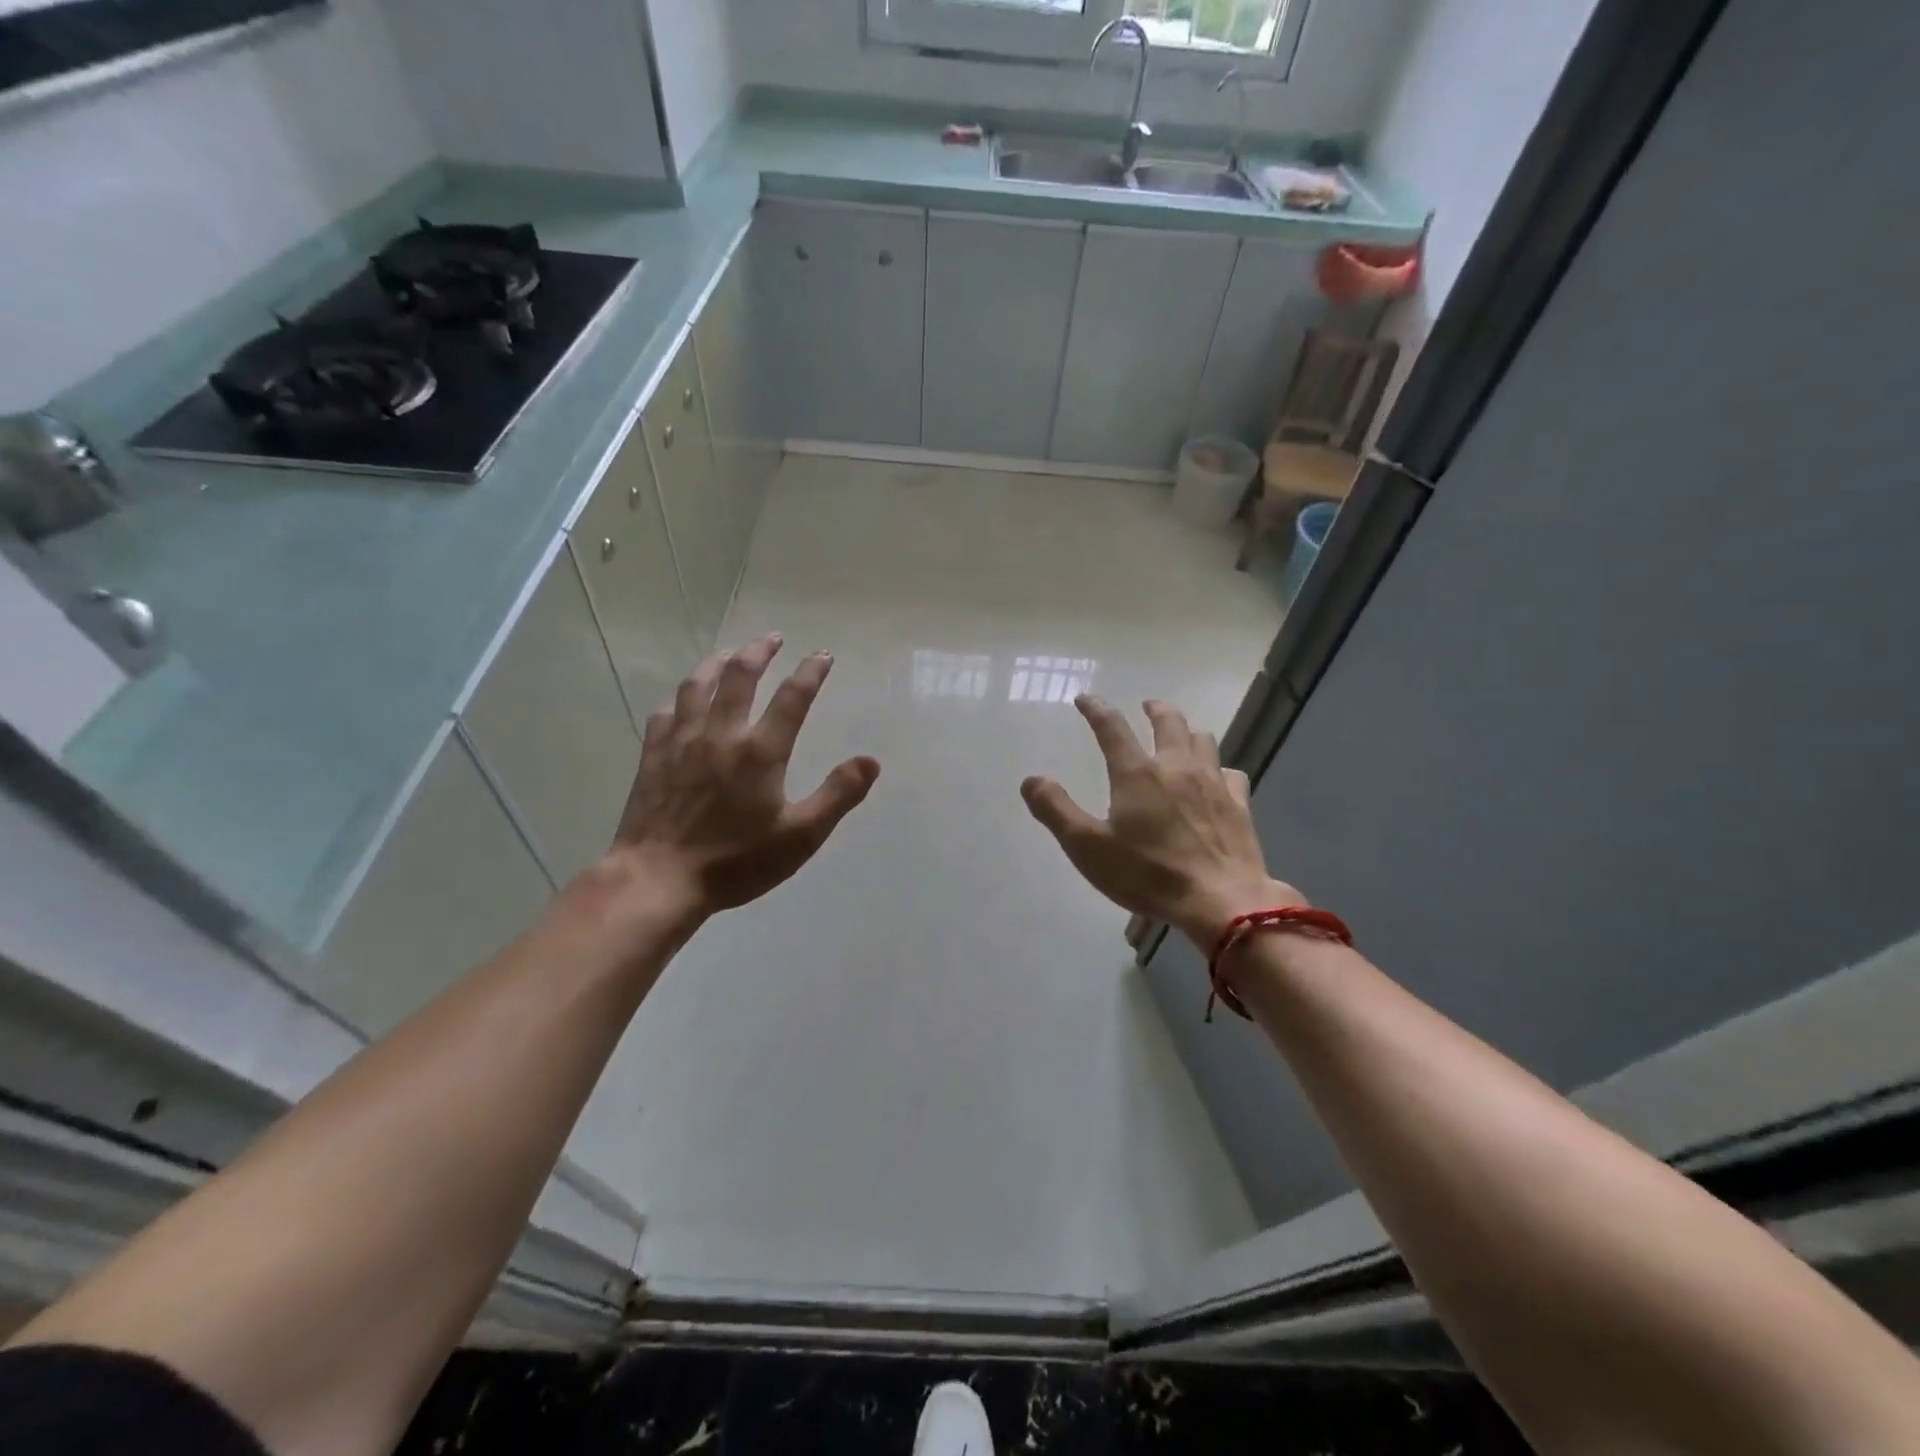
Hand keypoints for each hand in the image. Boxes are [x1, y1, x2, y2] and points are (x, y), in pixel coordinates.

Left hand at [610, 634, 879, 917]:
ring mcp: (682, 742)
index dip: (811, 672)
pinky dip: (680, 699)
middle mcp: (721, 733)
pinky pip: (666, 714)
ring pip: (697, 685)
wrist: (659, 879)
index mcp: (761, 751)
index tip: (822, 655)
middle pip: (739, 676)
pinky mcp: (653, 756)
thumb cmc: (736, 861)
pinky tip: (683, 702)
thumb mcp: (801, 836)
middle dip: (759, 652)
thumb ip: (838, 795)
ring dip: (716, 663)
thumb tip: (871, 761)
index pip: (792, 697)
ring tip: (729, 654)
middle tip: (772, 639)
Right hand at [1021, 696, 1300, 947]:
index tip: (1085, 699)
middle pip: (1168, 722)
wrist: (1220, 900)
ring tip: (1180, 736)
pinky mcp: (1239, 804)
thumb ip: (1056, 810)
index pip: (1111, 727)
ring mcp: (1213, 783)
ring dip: (1188, 731)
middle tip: (1146, 706)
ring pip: (1203, 740)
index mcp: (1136, 773)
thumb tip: (1031, 779)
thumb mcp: (1087, 847)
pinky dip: (1219, 768)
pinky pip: (1230, 773)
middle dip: (1154, 709)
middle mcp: (1176, 766)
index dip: (1096, 709)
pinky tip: (1216, 779)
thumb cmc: (1148, 873)